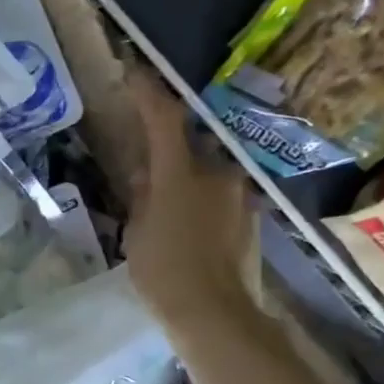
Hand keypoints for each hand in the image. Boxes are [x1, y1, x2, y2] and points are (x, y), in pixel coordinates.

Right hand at [121, 70, 255, 331]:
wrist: (215, 313)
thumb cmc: (163, 271)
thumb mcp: (138, 231)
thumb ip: (143, 196)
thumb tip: (146, 175)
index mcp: (181, 173)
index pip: (164, 119)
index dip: (148, 91)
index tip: (132, 70)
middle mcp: (217, 173)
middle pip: (190, 145)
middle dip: (167, 148)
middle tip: (144, 163)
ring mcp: (239, 195)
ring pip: (206, 172)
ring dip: (186, 178)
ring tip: (164, 204)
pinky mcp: (251, 218)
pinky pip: (219, 196)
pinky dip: (200, 200)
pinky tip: (187, 227)